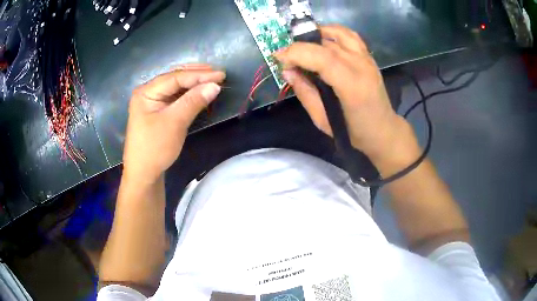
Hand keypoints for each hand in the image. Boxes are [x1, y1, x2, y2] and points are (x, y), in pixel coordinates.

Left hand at [122, 64, 225, 184]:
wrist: (144, 175)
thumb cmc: (155, 148)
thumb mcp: (174, 122)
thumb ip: (193, 101)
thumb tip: (215, 85)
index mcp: (146, 92)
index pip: (175, 77)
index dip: (199, 75)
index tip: (221, 75)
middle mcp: (148, 93)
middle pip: (175, 78)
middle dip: (196, 75)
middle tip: (218, 74)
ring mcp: (152, 103)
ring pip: (176, 87)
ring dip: (194, 83)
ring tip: (212, 79)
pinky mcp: (158, 112)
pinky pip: (175, 98)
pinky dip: (189, 94)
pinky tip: (199, 92)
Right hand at [274, 25, 411, 161]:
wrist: (382, 129)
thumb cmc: (353, 132)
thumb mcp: (322, 120)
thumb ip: (305, 93)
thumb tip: (288, 71)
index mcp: (352, 86)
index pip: (322, 58)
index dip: (296, 53)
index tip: (278, 58)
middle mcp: (361, 66)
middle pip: (326, 44)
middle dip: (300, 47)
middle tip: (287, 59)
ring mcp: (367, 58)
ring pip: (338, 33)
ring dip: (316, 35)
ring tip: (303, 47)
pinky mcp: (368, 56)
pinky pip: (349, 35)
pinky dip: (332, 32)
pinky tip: (321, 39)